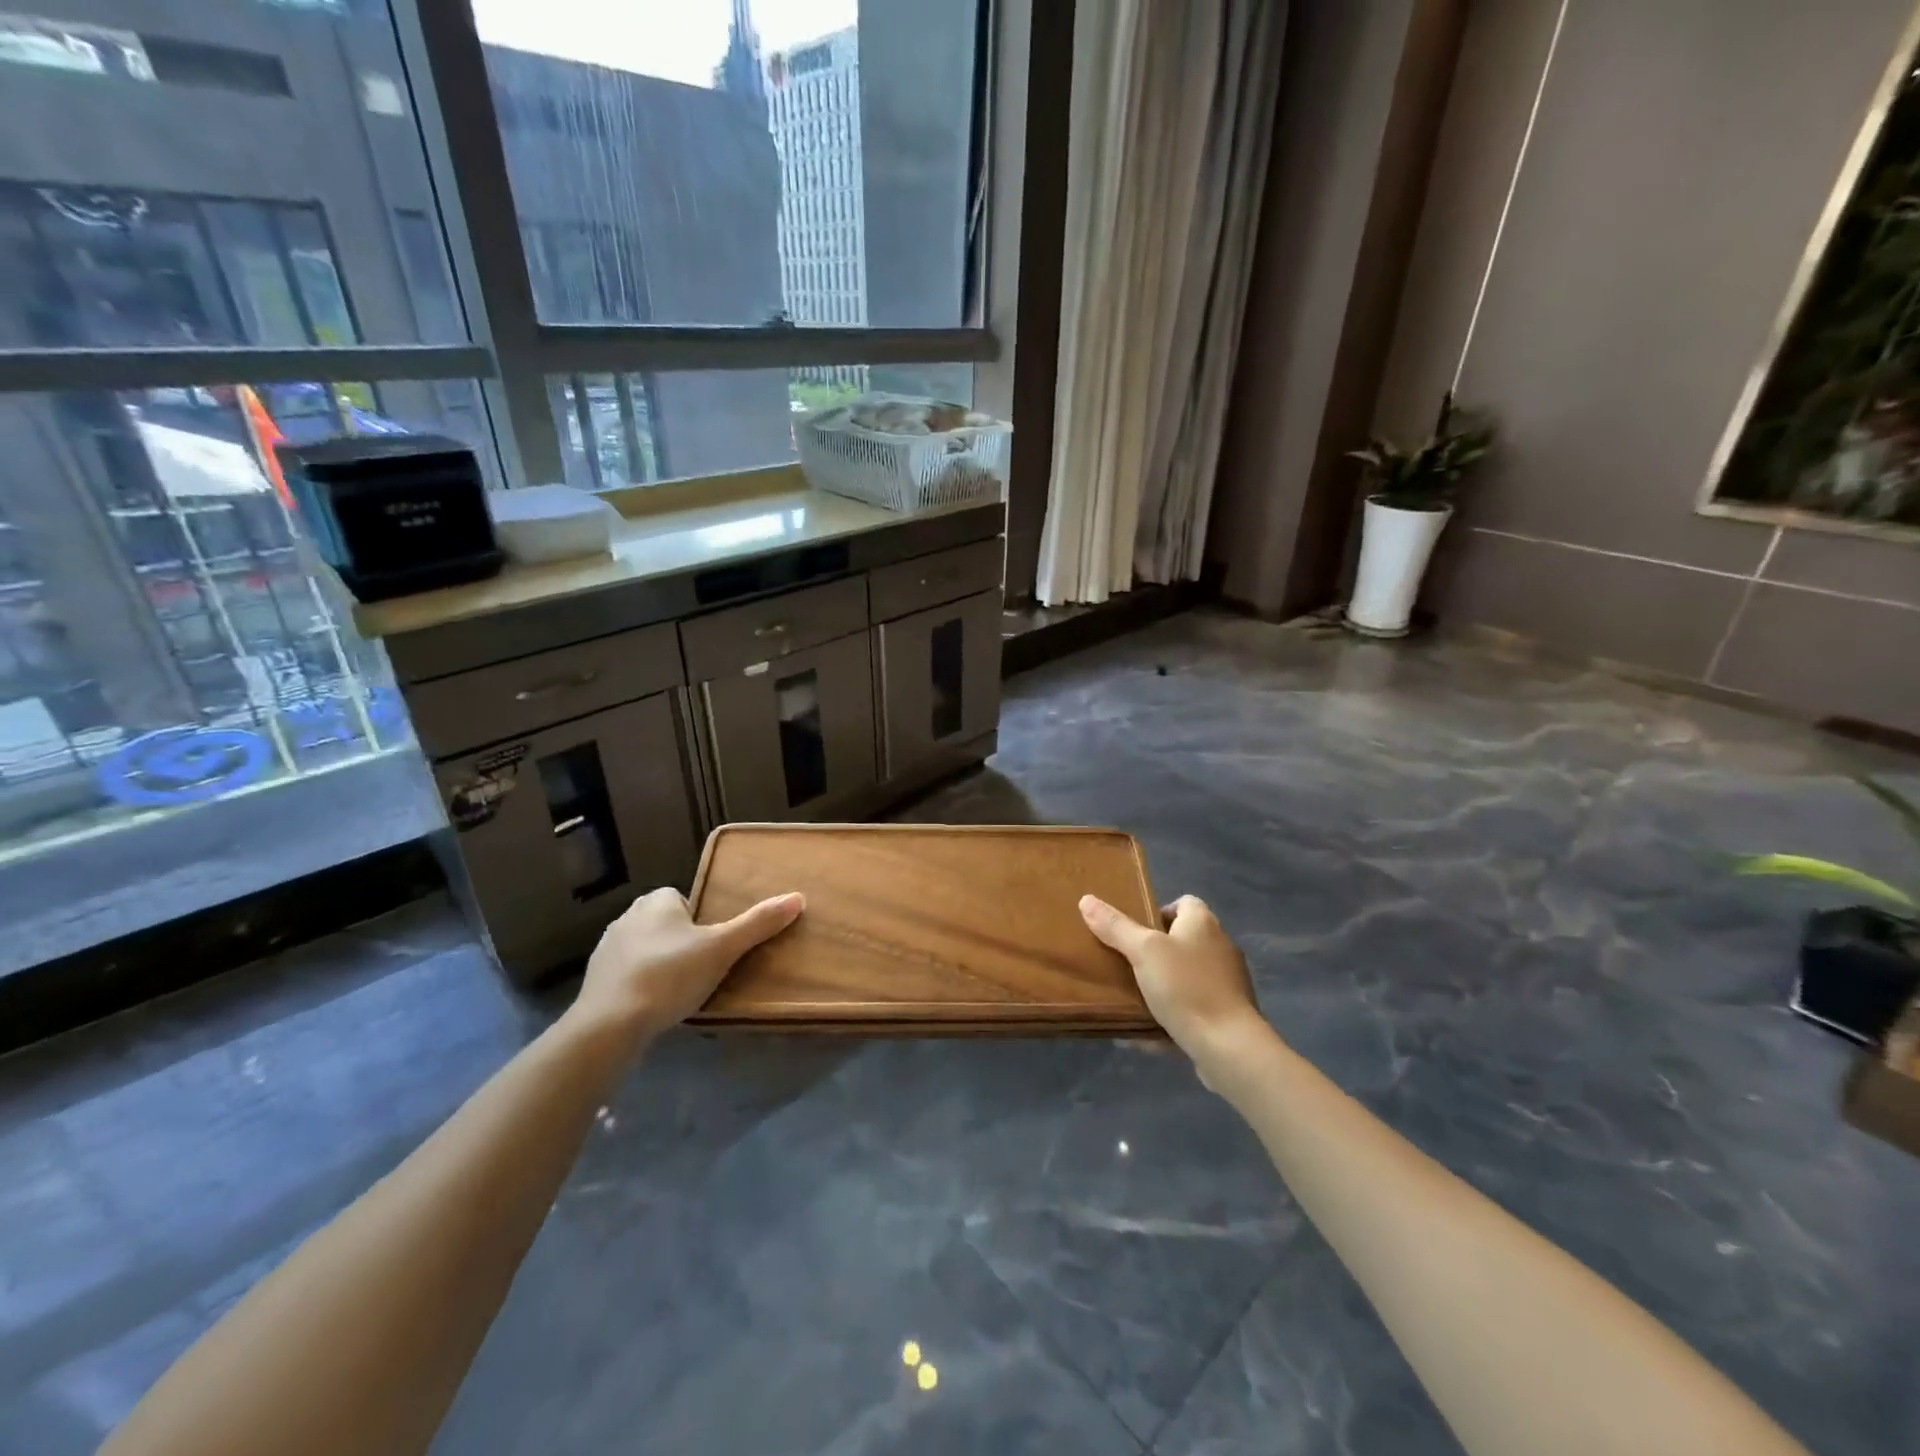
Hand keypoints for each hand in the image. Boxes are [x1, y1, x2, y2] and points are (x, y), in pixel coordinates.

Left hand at [572, 886, 803, 1045]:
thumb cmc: (670, 975)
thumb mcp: (723, 949)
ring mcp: (607, 949)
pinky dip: (640, 985)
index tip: (713, 946)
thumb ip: (758, 924)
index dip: (700, 921)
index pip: (684, 899)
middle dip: (681, 942)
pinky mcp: (595, 980)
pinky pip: (627, 974)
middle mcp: (628, 916)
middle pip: (666, 923)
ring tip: (679, 991)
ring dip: (660, 963)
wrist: (610, 1024)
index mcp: (656, 901)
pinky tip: (653, 1006)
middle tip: (702, 969)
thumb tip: (798, 898)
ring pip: (645, 949)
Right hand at [1080, 893, 1265, 1059]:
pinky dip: (1174, 1013)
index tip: (1135, 931)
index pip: (1184, 903)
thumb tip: (1087, 899)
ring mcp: (1227, 982)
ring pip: (1188, 975)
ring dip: (1163, 983)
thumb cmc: (1185, 987)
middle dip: (1156, 951)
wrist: (1229, 1046)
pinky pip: (1194, 1006)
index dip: (1159, 911)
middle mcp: (1220, 946)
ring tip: (1134, 996)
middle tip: (1127, 962)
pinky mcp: (1228, 1014)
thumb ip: (1116, 927)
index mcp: (1203, 923)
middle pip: (1184, 939)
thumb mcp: (1143, 952)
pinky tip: (1149, 1029)